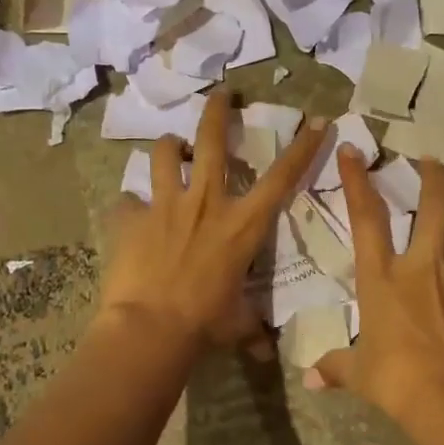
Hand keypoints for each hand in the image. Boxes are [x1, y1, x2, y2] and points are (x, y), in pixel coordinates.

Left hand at [98, 89, 327, 349]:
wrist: (151, 328)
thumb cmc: (204, 324)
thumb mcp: (236, 323)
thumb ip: (250, 328)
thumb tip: (261, 350)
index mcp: (242, 225)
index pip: (282, 178)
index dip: (302, 147)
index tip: (316, 121)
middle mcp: (206, 202)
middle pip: (211, 140)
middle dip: (219, 110)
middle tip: (222, 94)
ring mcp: (165, 205)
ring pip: (164, 154)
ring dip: (169, 147)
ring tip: (170, 150)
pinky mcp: (132, 217)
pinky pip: (127, 201)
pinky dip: (130, 206)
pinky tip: (130, 215)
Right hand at [306, 148, 443, 423]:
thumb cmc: (395, 381)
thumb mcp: (358, 374)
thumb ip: (336, 367)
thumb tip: (311, 379)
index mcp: (382, 278)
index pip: (366, 218)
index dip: (358, 180)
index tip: (353, 150)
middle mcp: (421, 269)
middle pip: (434, 206)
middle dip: (434, 178)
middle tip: (431, 162)